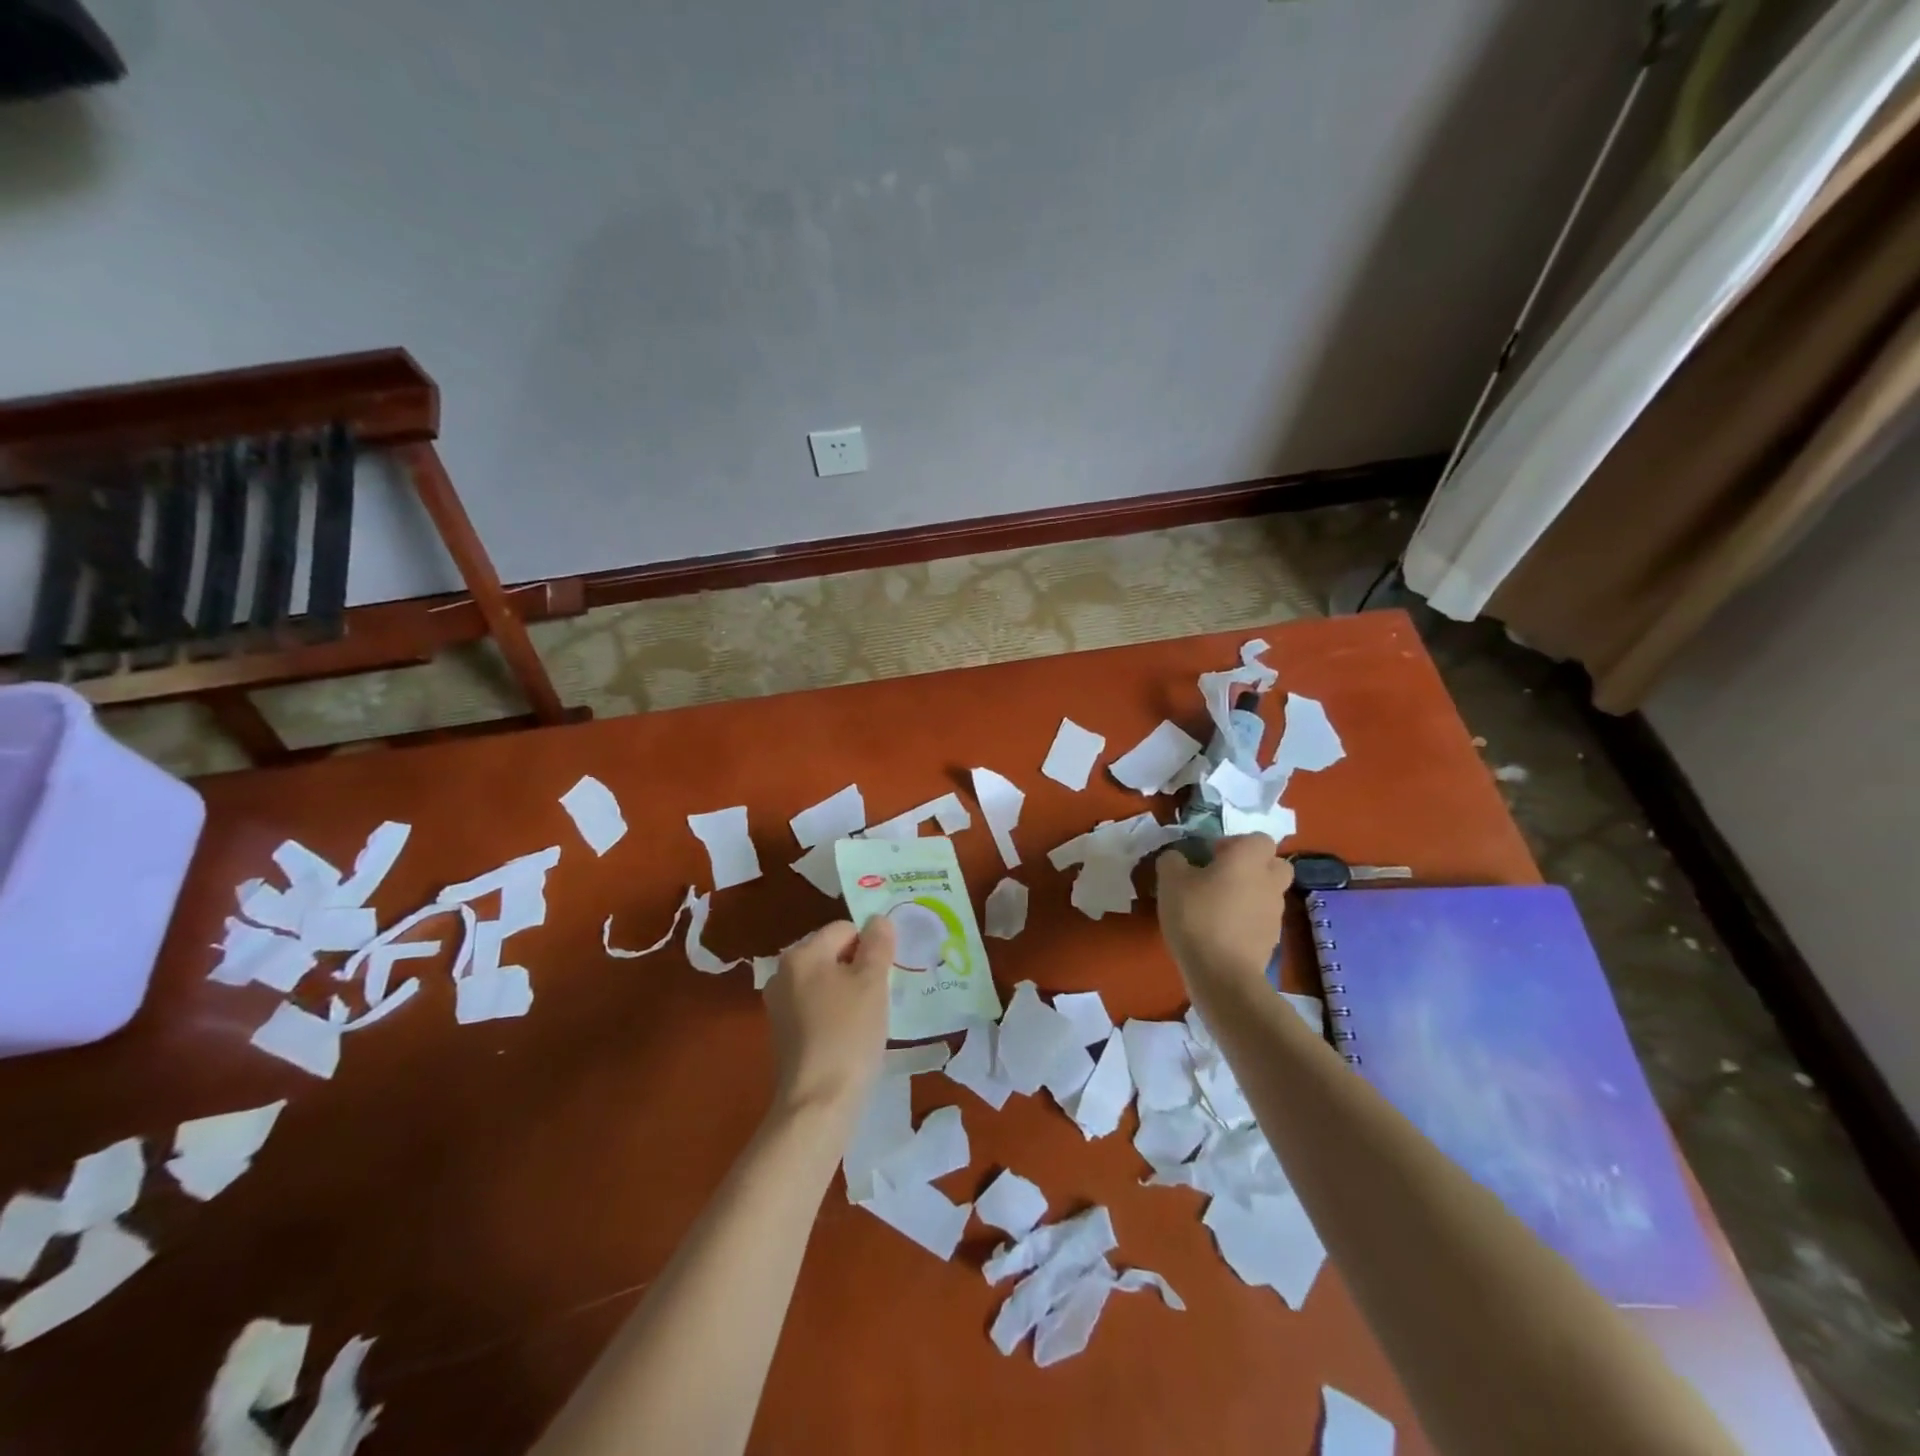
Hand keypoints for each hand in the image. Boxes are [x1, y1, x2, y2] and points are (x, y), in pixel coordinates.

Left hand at [762, 917, 894, 1124]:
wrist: (818, 1102)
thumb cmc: (848, 1033)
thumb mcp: (872, 982)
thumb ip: (878, 944)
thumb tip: (879, 920)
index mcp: (801, 954)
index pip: (844, 928)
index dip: (870, 946)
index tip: (885, 974)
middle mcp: (783, 973)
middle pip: (833, 954)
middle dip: (859, 968)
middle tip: (880, 995)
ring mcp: (780, 1005)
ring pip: (827, 982)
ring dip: (849, 992)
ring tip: (869, 1019)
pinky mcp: (784, 1034)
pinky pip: (817, 1008)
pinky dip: (836, 1015)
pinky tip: (851, 1037)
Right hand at [1154, 835, 1291, 993]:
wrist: (1222, 973)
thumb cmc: (1197, 915)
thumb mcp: (1170, 881)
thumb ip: (1172, 860)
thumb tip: (1177, 858)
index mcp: (1249, 859)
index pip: (1257, 838)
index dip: (1235, 843)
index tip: (1210, 857)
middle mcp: (1269, 881)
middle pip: (1272, 864)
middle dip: (1252, 867)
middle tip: (1221, 877)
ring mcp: (1275, 913)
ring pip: (1267, 893)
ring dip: (1248, 895)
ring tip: (1216, 908)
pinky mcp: (1272, 940)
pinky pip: (1260, 920)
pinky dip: (1246, 921)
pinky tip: (1220, 932)